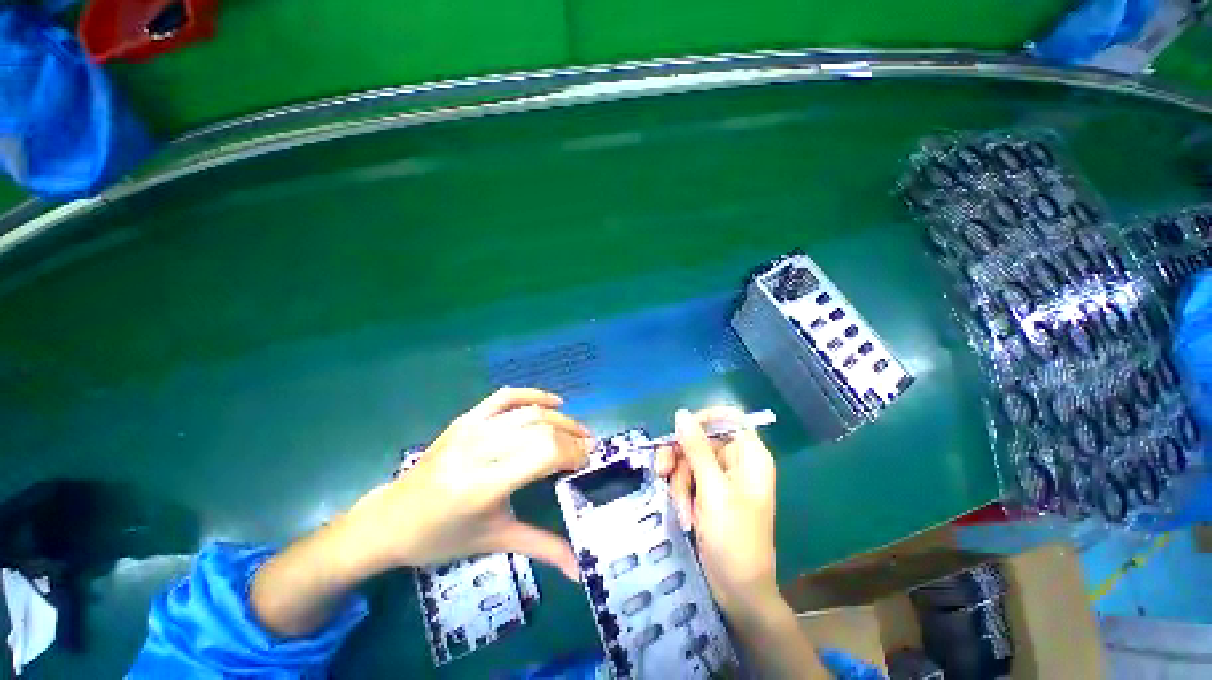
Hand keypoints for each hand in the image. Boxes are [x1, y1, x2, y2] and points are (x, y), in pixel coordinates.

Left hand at [341, 387, 592, 580]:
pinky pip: (506, 396)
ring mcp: (470, 429)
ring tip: (578, 431)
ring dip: (561, 419)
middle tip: (589, 447)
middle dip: (572, 436)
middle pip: (540, 429)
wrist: (391, 519)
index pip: (542, 453)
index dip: (572, 452)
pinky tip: (554, 402)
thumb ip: (541, 548)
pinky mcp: (466, 419)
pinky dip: (534, 395)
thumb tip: (578, 568)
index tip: (588, 460)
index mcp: (483, 485)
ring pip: (529, 412)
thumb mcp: (494, 541)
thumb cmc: (441, 537)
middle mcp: (478, 450)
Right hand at [655, 407, 780, 618]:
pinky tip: (684, 514)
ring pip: (688, 459)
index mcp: (749, 455)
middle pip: (700, 439)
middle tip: (663, 473)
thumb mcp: (713, 489)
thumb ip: (696, 448)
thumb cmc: (734, 537)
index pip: (728, 418)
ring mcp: (721, 478)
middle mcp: (736, 461)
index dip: (703, 419)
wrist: (737, 589)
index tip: (680, 431)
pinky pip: (687, 477)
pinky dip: (681, 492)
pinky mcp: (708, 492)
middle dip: (681, 458)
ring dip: (679, 481)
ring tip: (682, 508)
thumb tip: (681, 414)